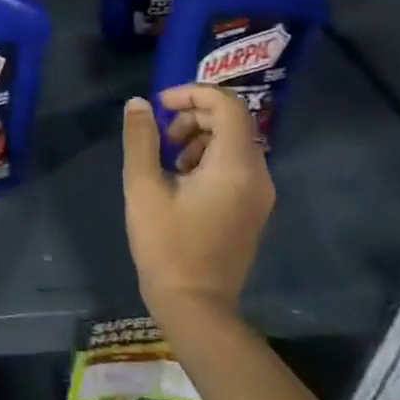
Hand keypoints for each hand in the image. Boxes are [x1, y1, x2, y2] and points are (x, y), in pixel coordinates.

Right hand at [121, 85, 273, 314]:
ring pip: (234, 142)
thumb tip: (140, 103)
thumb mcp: (143, 186)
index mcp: (236, 166)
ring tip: (167, 157)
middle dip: (193, 114)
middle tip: (160, 133)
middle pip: (232, 121)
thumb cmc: (166, 244)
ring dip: (199, 135)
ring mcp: (259, 194)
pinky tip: (180, 178)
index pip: (227, 105)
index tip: (161, 105)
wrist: (195, 306)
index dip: (193, 93)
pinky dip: (208, 156)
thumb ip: (141, 138)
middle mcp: (258, 175)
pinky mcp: (253, 208)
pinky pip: (236, 164)